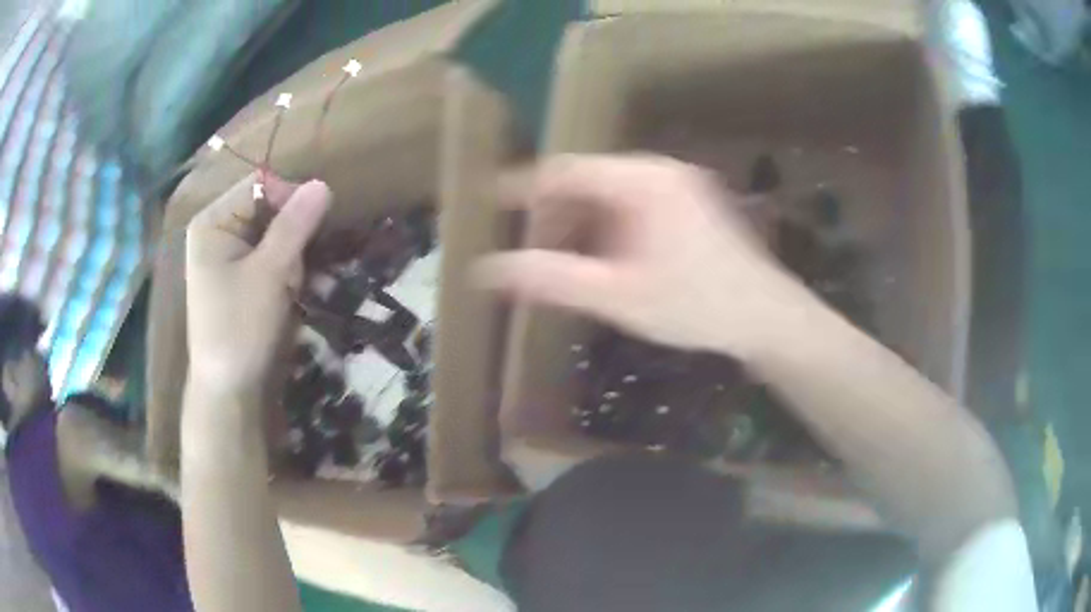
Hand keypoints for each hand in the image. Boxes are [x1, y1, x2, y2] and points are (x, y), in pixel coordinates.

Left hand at [185, 174, 330, 395]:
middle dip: (292, 235)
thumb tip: (322, 183)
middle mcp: (219, 231)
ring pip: (276, 235)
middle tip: (297, 268)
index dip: (289, 199)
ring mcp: (230, 256)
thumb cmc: (240, 328)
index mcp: (214, 221)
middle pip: (268, 209)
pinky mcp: (242, 277)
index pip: (260, 185)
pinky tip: (290, 293)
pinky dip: (288, 270)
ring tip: (293, 286)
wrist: (230, 391)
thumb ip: (294, 226)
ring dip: (293, 256)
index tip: (311, 230)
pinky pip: (273, 257)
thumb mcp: (269, 273)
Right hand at [474, 154, 818, 358]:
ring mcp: (680, 184)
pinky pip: (635, 203)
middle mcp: (661, 171)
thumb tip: (487, 270)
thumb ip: (552, 280)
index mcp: (642, 181)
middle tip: (533, 248)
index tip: (494, 203)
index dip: (525, 187)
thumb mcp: (617, 296)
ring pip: (612, 192)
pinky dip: (610, 226)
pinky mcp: (691, 202)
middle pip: (589, 180)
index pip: (566, 171)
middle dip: (556, 213)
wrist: (767, 318)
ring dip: (583, 222)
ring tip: (565, 260)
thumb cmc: (695, 306)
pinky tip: (607, 260)